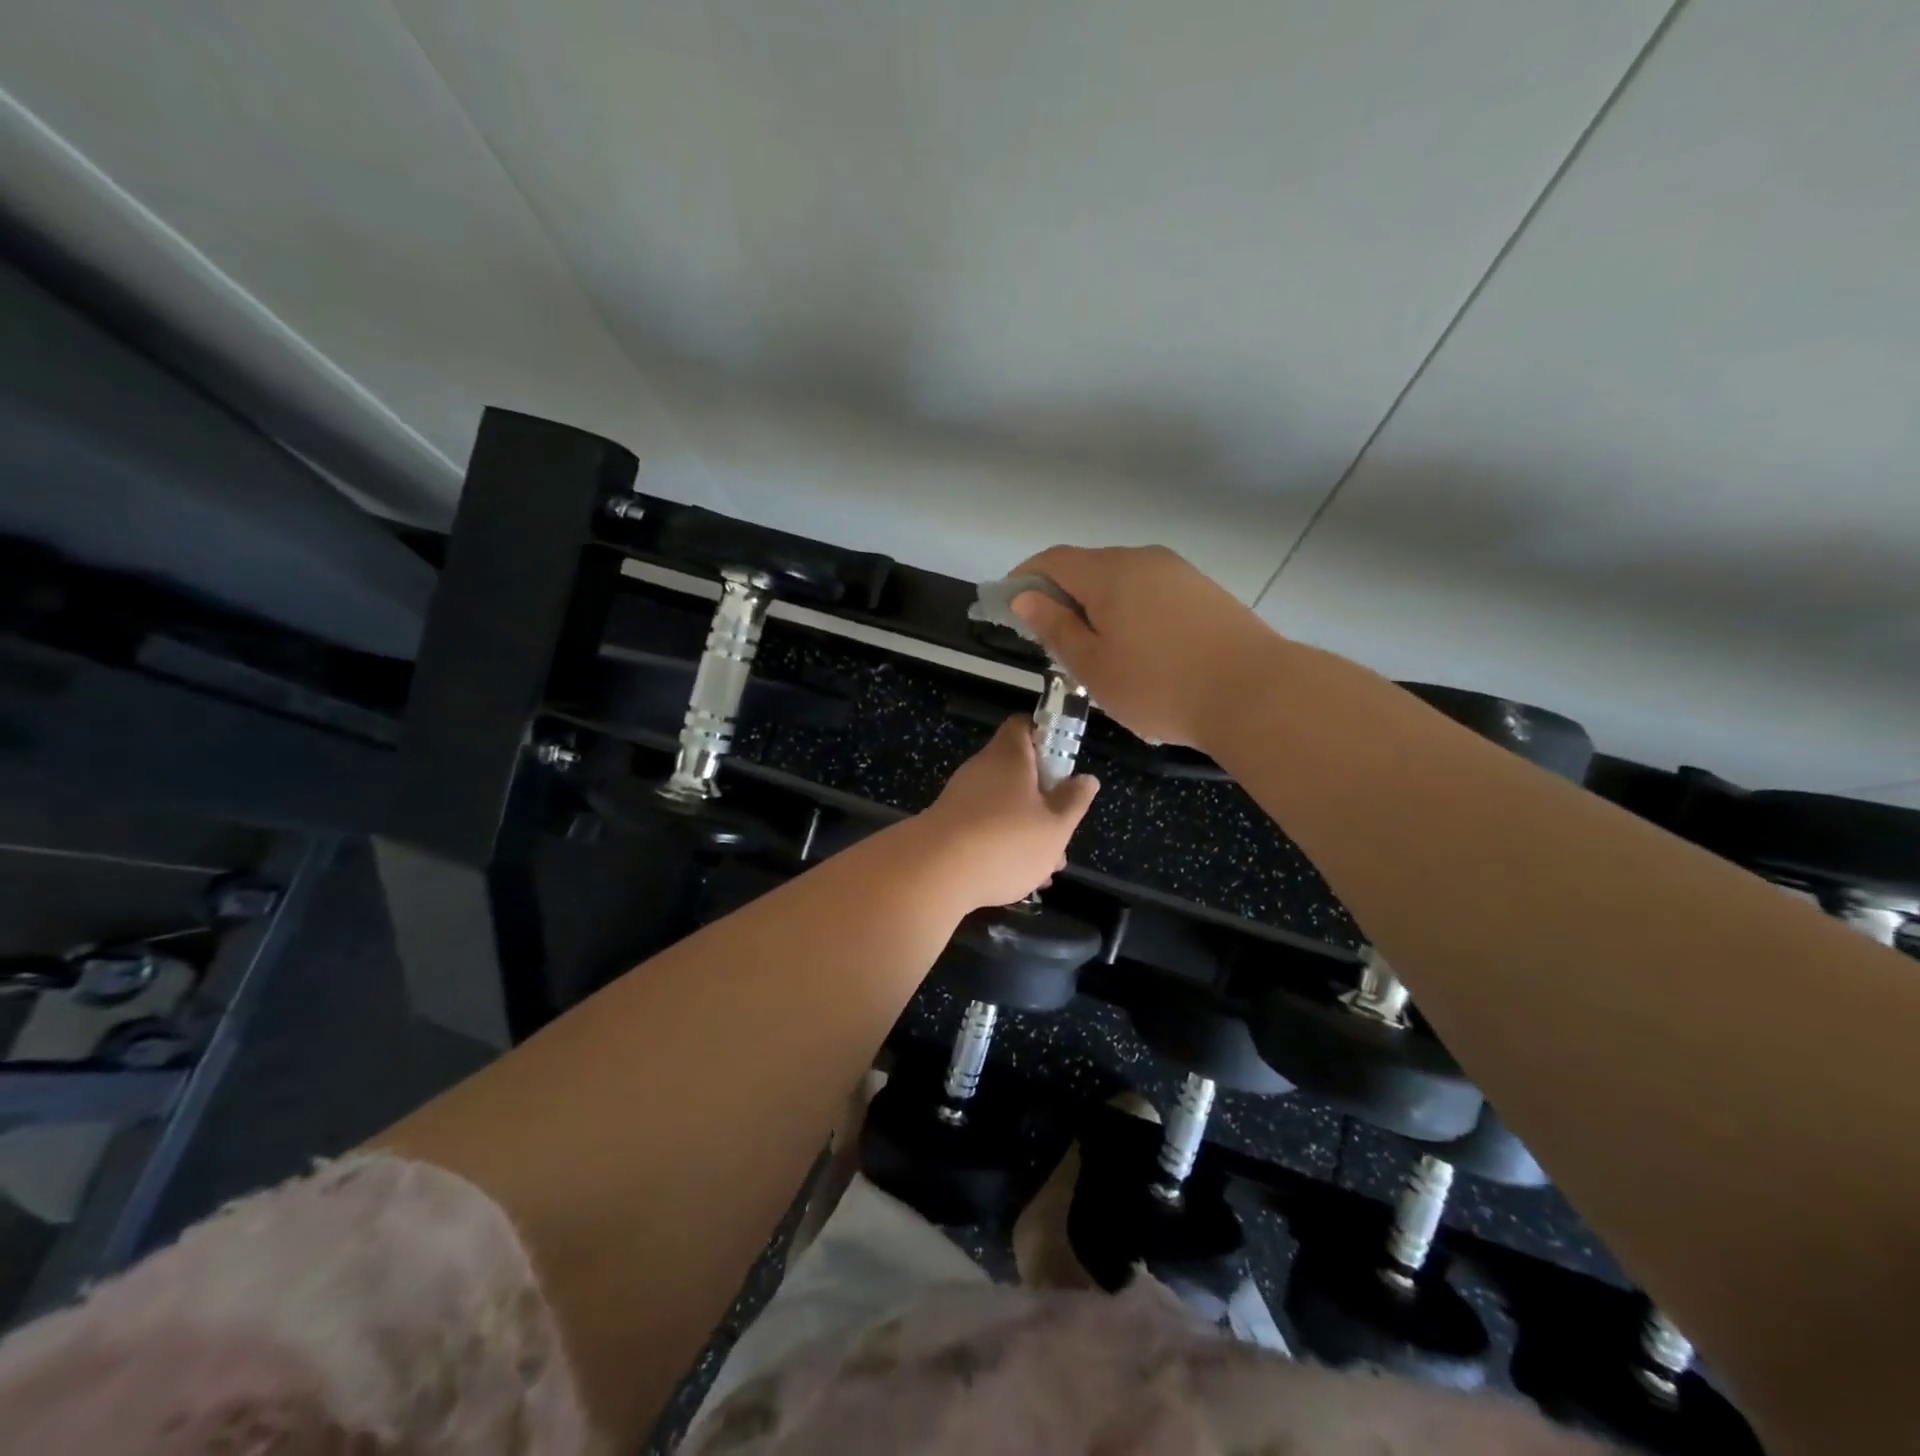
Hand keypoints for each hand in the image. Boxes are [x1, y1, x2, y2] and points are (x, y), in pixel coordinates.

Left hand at [917, 717, 1099, 909]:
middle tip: (1062, 830)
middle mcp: (982, 769)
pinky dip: (1002, 846)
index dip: (1047, 736)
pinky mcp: (948, 827)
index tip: (1065, 763)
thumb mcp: (1055, 826)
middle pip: (1018, 771)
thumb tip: (1086, 778)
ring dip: (1027, 830)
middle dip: (1044, 800)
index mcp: (1009, 756)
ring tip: (1047, 869)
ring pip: (1004, 806)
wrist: (934, 873)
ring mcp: (961, 798)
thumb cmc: (1006, 841)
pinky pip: (984, 829)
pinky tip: (1018, 881)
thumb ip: (1074, 801)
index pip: (1024, 725)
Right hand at [1008, 545, 1278, 749]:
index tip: (1009, 607)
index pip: (1053, 561)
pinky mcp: (1204, 592)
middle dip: (1062, 596)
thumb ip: (1056, 627)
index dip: (1025, 579)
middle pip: (1088, 567)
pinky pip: (1151, 592)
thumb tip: (1025, 597)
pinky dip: (1130, 611)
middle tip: (1052, 640)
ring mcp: (1179, 573)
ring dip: (1098, 606)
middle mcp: (1143, 559)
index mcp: (1109, 573)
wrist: (1255, 693)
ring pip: (1122, 581)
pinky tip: (1138, 649)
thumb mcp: (1093, 666)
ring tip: (1096, 651)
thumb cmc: (1159, 685)